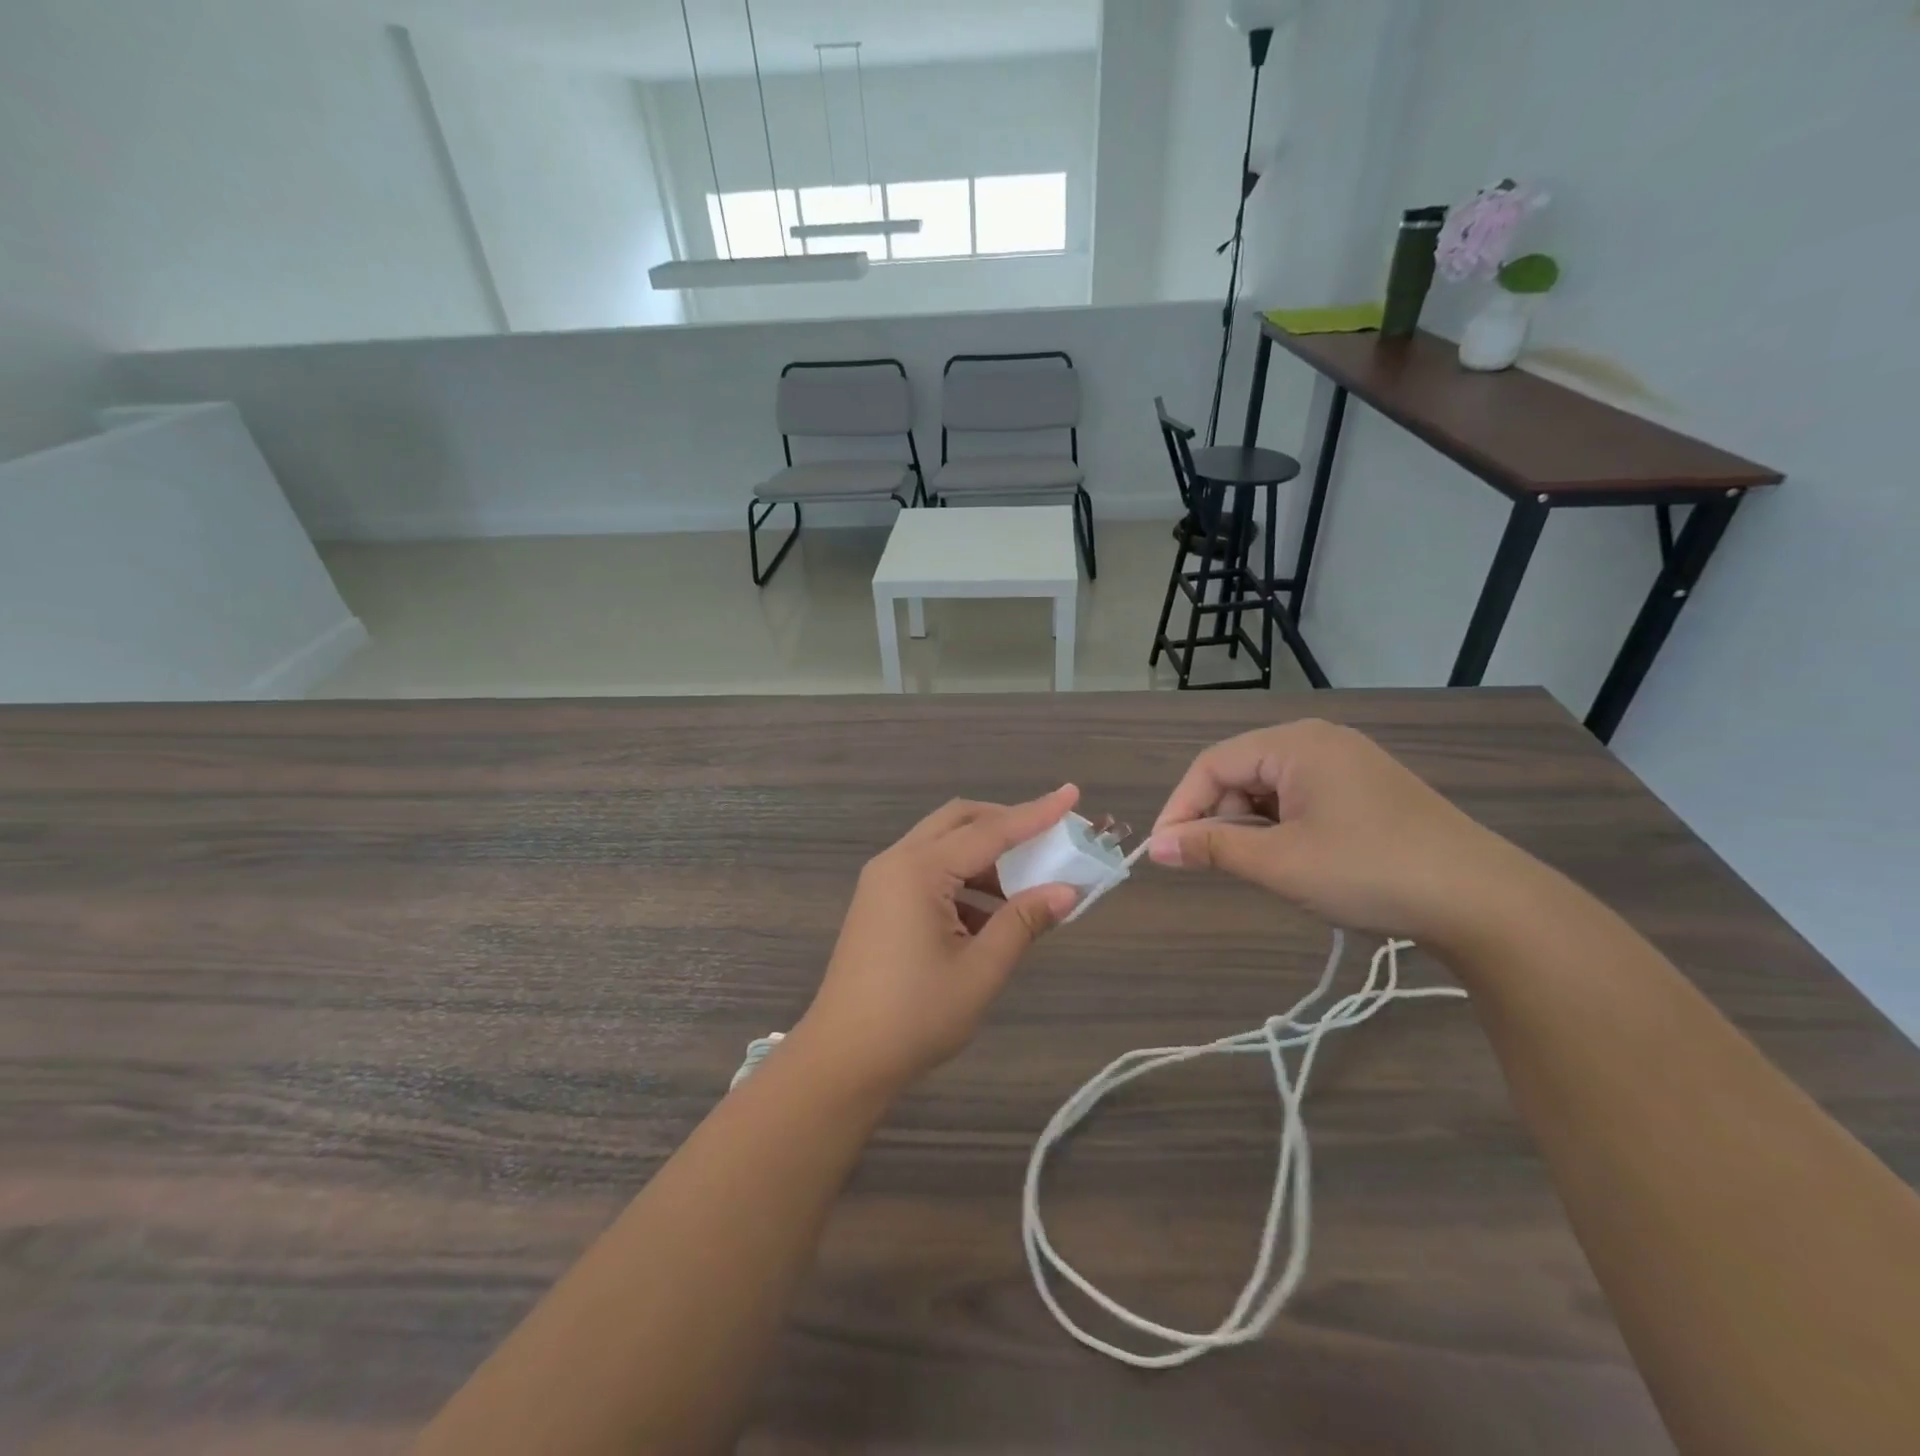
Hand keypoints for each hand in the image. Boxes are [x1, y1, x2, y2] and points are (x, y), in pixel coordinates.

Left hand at [791, 786, 1081, 1096]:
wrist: (844, 1059)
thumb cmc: (915, 1016)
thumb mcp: (980, 970)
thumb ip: (1023, 922)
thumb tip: (1067, 891)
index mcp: (919, 870)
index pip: (990, 831)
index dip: (1036, 814)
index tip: (1071, 794)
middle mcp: (897, 862)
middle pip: (959, 821)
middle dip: (1006, 823)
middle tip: (1049, 836)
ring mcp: (883, 881)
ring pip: (943, 845)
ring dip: (986, 856)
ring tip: (1029, 882)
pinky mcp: (880, 902)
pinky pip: (929, 872)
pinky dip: (964, 879)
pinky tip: (992, 913)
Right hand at [1148, 720, 1537, 944]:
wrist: (1483, 901)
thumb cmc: (1368, 871)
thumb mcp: (1279, 863)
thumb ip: (1211, 849)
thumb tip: (1156, 846)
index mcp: (1295, 744)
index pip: (1211, 764)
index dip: (1180, 807)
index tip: (1164, 852)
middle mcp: (1318, 741)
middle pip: (1240, 773)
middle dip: (1217, 818)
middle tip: (1210, 866)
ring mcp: (1347, 764)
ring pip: (1270, 789)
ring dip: (1249, 827)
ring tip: (1256, 869)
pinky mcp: (1367, 791)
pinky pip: (1301, 799)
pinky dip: (1281, 828)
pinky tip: (1291, 860)